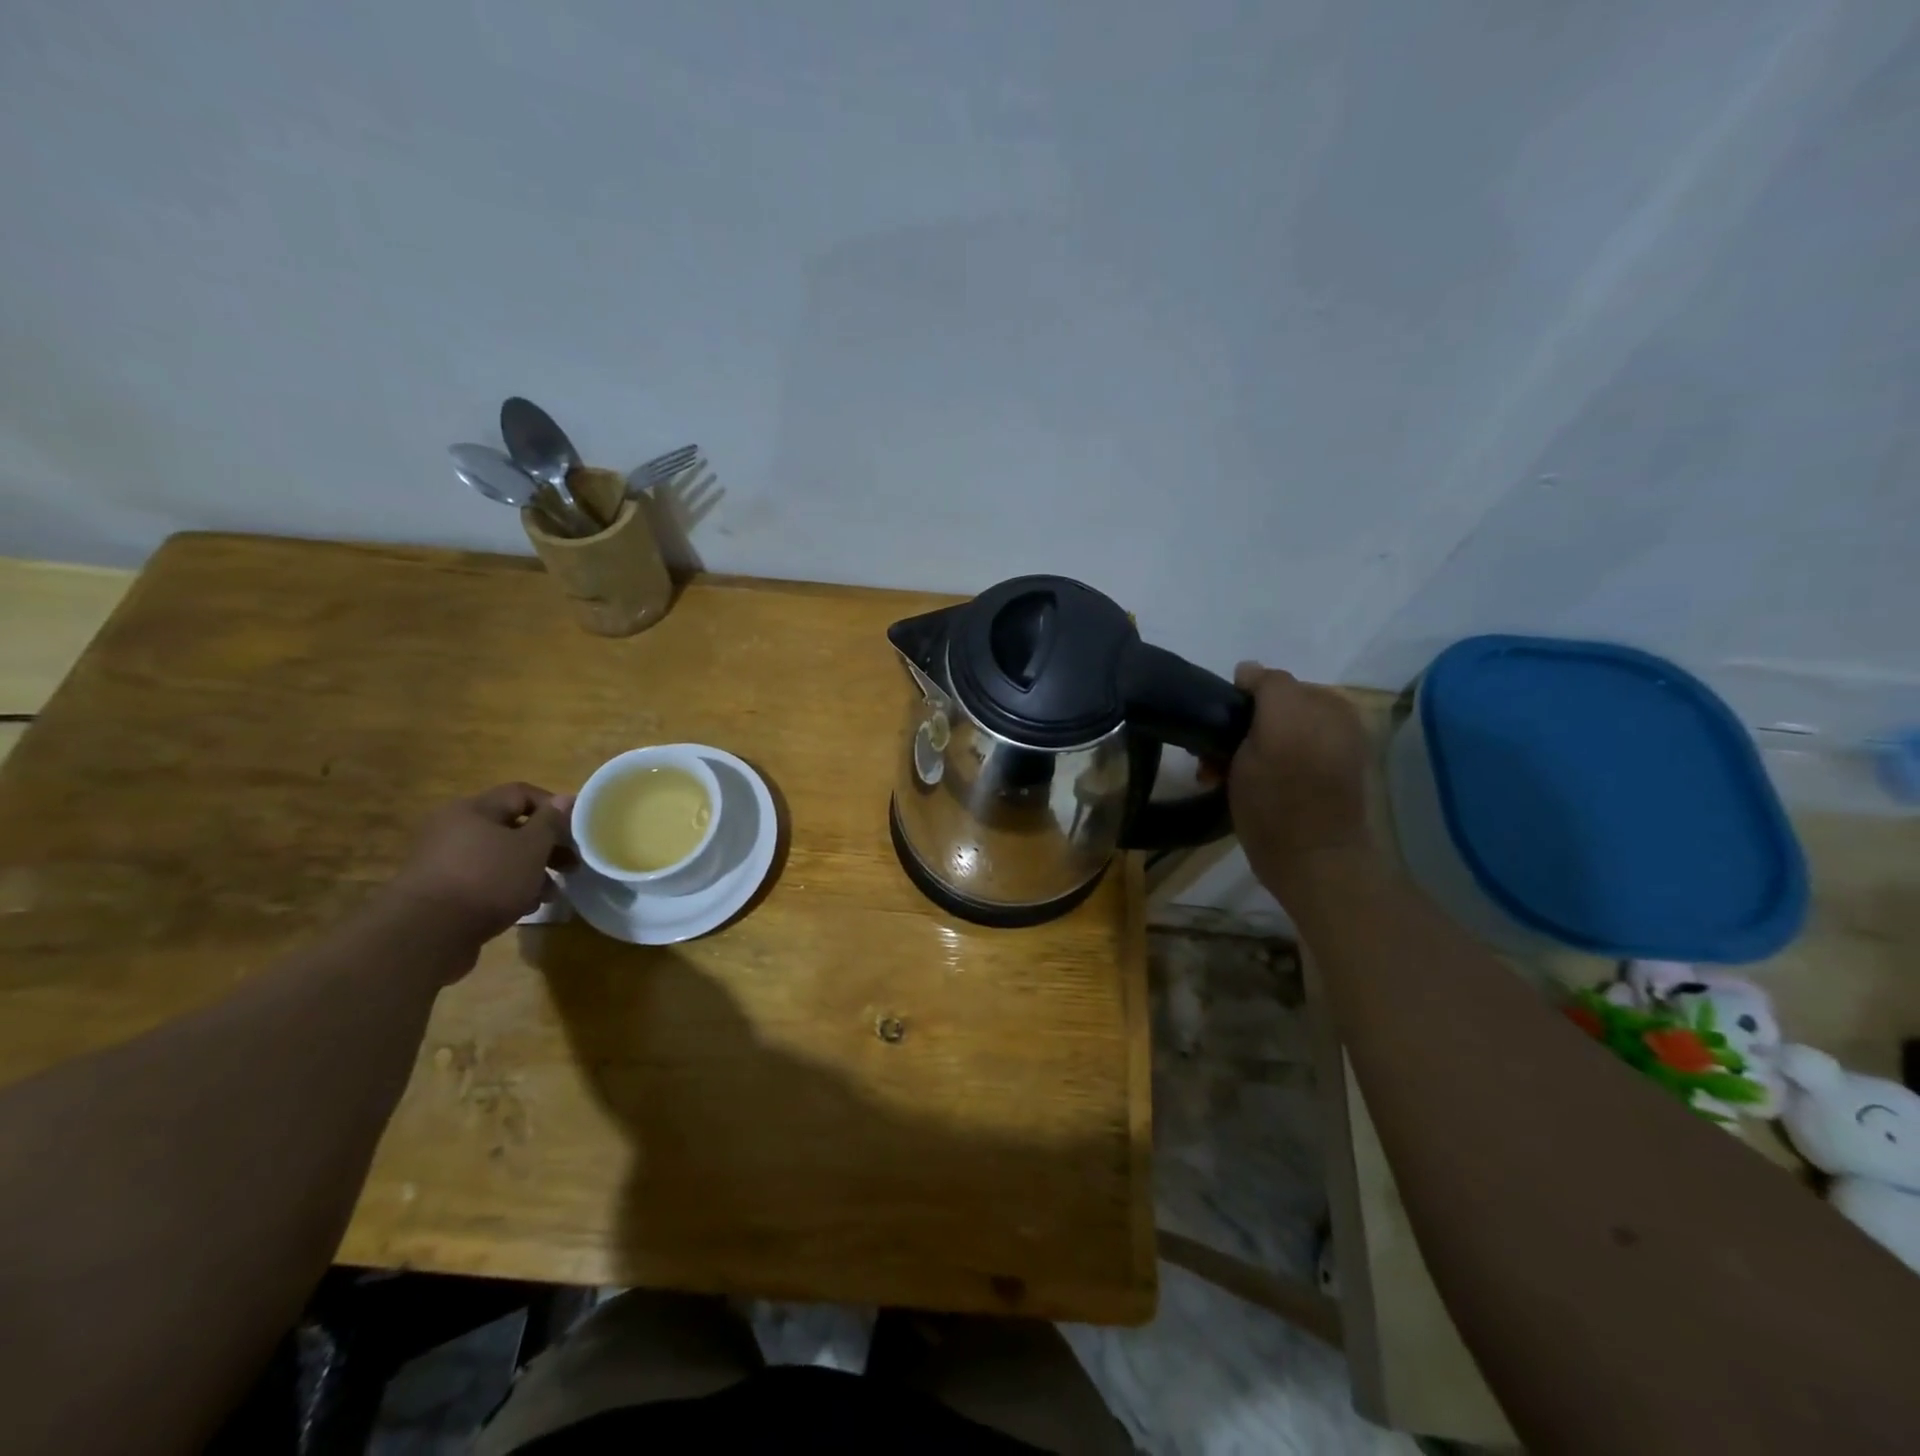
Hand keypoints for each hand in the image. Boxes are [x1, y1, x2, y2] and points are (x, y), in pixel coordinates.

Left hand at [389, 784, 576, 948]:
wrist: (426, 935)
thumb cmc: (487, 879)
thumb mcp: (531, 847)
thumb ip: (551, 822)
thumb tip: (566, 799)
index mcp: (473, 809)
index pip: (521, 793)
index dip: (554, 807)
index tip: (577, 830)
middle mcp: (453, 829)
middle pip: (511, 827)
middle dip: (545, 846)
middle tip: (570, 865)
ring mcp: (443, 861)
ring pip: (499, 856)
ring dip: (529, 871)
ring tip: (549, 894)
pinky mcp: (441, 891)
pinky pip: (483, 880)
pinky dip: (507, 888)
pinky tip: (523, 907)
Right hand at [1228, 664, 1373, 890]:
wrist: (1311, 864)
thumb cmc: (1282, 800)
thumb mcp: (1273, 729)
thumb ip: (1268, 687)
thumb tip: (1248, 669)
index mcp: (1327, 704)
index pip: (1268, 684)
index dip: (1235, 704)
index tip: (1211, 734)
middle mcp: (1333, 723)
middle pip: (1267, 711)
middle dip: (1236, 730)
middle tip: (1210, 761)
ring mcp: (1327, 754)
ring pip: (1269, 736)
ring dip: (1241, 752)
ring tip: (1219, 779)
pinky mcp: (1319, 782)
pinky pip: (1280, 759)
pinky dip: (1260, 767)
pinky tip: (1242, 788)